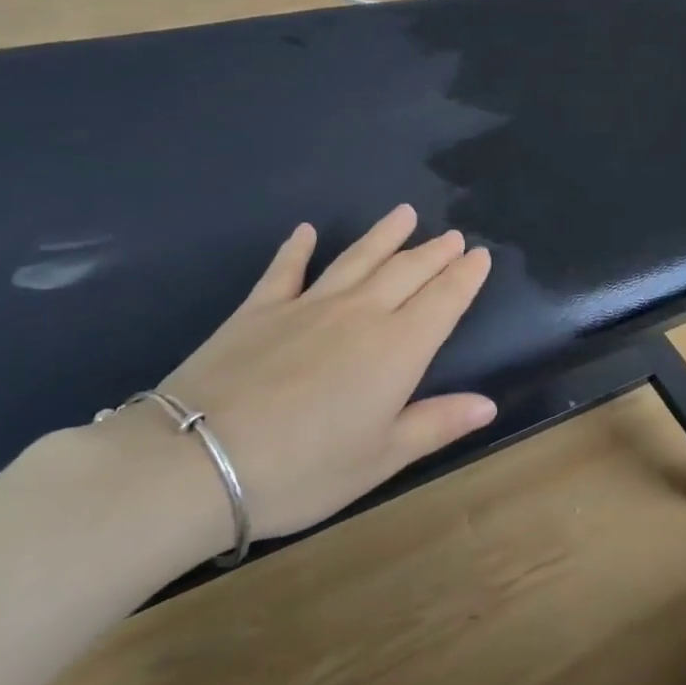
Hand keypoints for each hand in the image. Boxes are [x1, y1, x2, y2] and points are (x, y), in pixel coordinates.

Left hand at [152, 205, 494, 543]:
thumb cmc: (302, 470)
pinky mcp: (259, 309)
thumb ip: (436, 424)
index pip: (444, 300)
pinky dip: (296, 247)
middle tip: (453, 235)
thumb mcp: (380, 459)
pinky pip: (285, 269)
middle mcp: (360, 314)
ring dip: (384, 235)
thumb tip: (488, 404)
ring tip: (405, 213)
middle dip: (434, 252)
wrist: (197, 461)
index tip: (480, 255)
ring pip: (357, 258)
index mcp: (398, 348)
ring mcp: (307, 305)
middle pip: (406, 271)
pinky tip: (305, 231)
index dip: (465, 276)